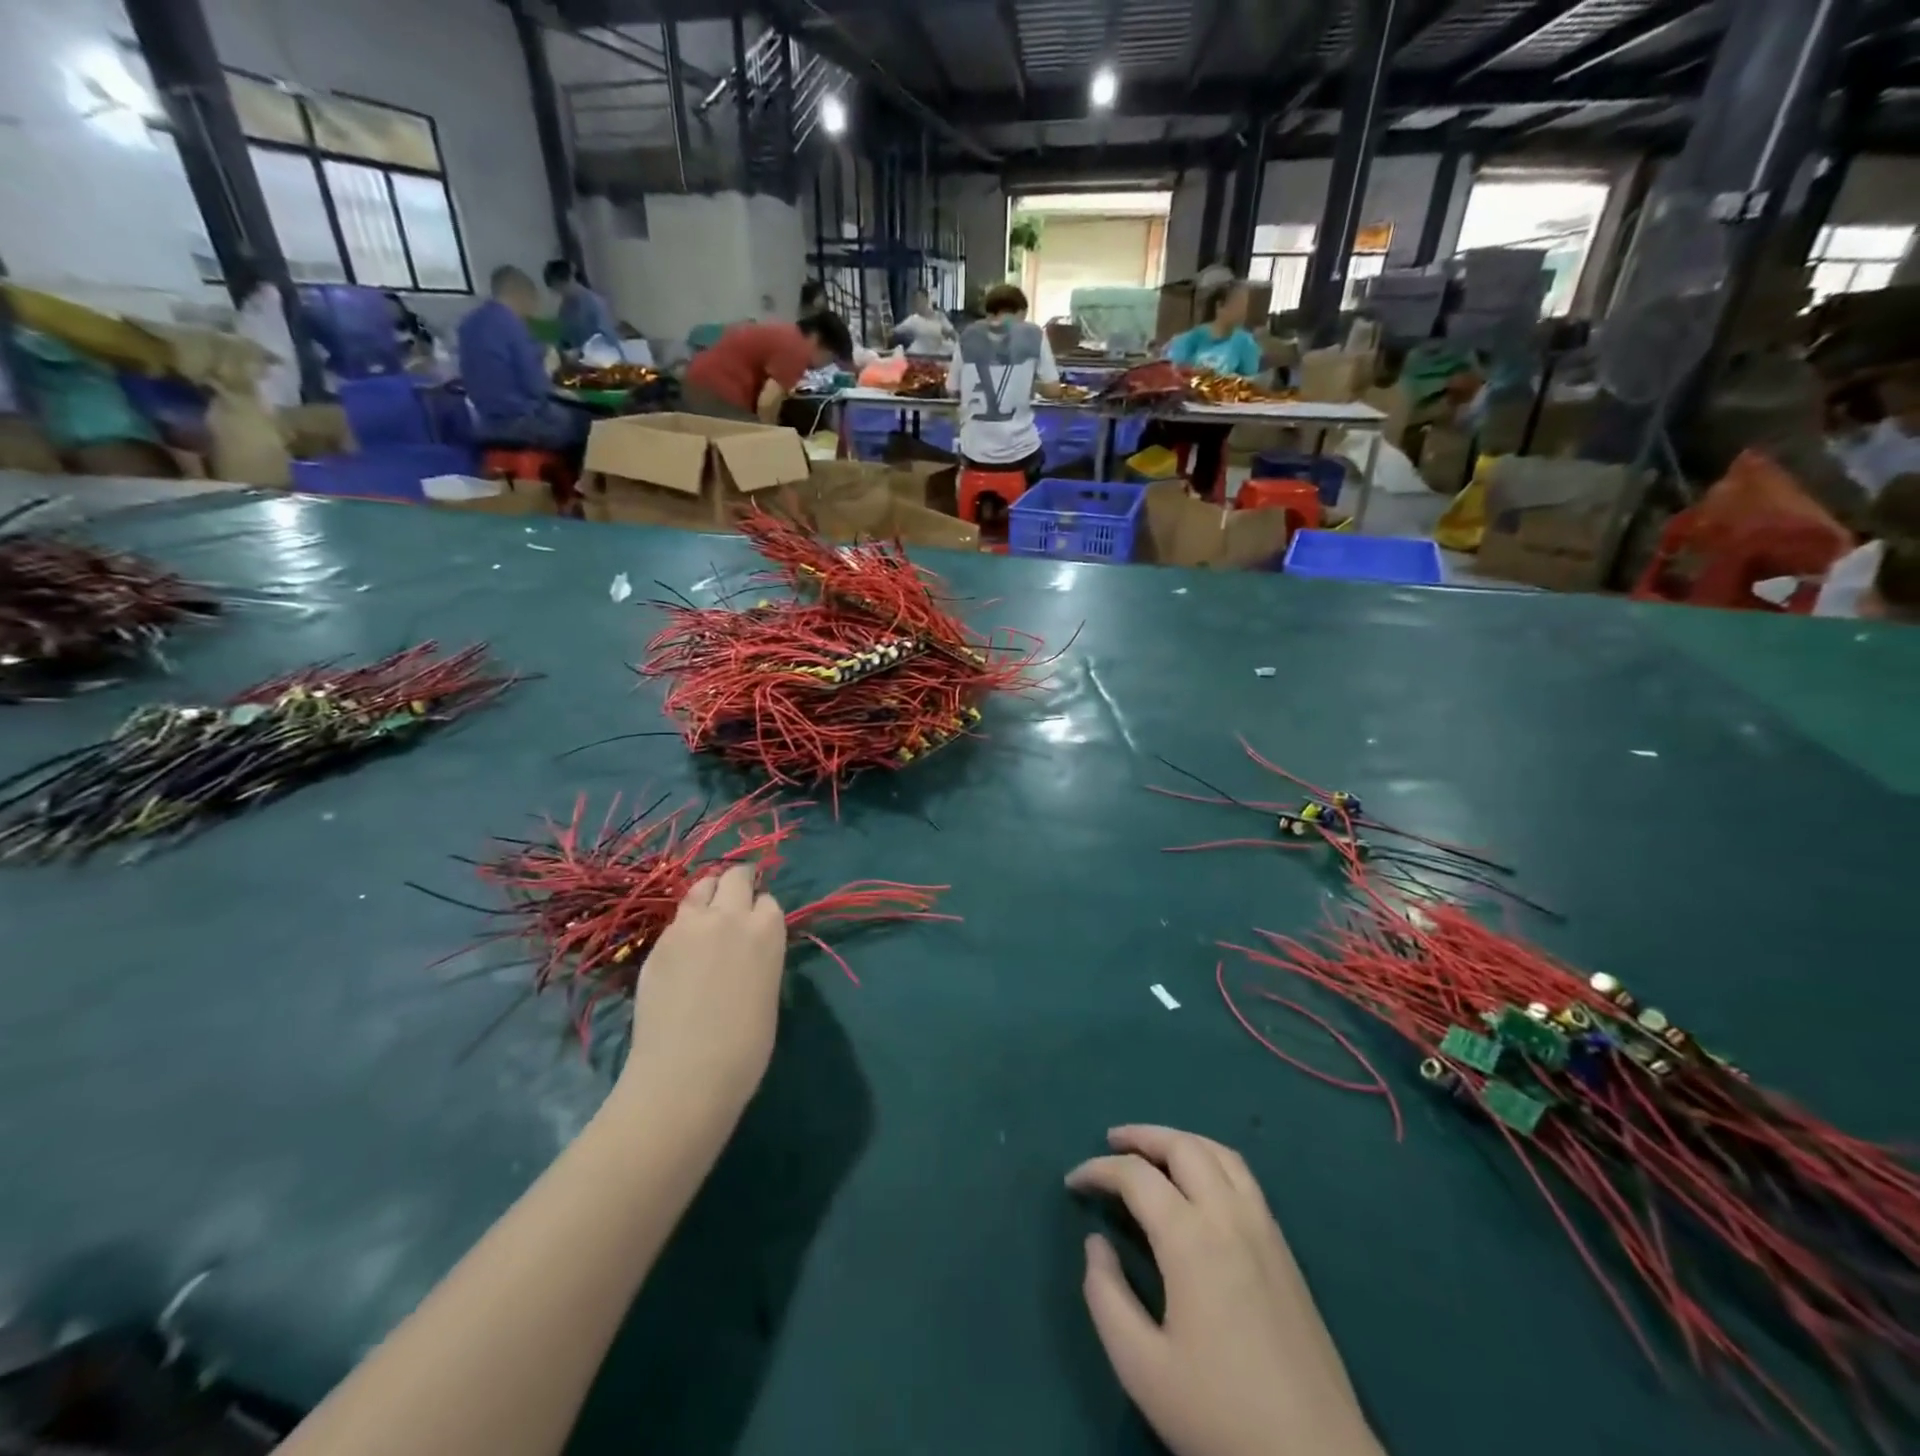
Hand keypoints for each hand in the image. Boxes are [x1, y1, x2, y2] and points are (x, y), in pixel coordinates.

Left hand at [621, 865, 786, 1119]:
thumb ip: (760, 957)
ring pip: (701, 887)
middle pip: (735, 877)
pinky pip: (676, 919)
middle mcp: (730, 916)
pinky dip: (684, 924)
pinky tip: (683, 950)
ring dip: (709, 894)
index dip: (762, 912)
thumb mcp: (768, 991)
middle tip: (736, 900)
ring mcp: (689, 926)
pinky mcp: (659, 943)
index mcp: (767, 930)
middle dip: (738, 883)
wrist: (686, 1073)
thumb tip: (747, 952)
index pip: (768, 901)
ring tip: (707, 915)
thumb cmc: (744, 1047)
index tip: (758, 926)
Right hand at [1067, 1126, 1382, 1455]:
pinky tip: (1198, 1183)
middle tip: (1110, 1142)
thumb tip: (1097, 1244)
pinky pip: (1243, 1176)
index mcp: (1192, 1239)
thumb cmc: (1222, 1416)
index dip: (1098, 1170)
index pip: (1136, 1176)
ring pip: (1218, 1153)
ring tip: (1151, 1151)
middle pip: (1182, 1146)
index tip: (1073, 1182)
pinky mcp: (1285, 1248)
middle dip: (1140, 1136)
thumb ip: (1107, 1297)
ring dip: (1179, 1140)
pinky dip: (1210, 1158)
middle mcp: (1229, 1216)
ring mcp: (1264, 1228)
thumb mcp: (1142, 1369)